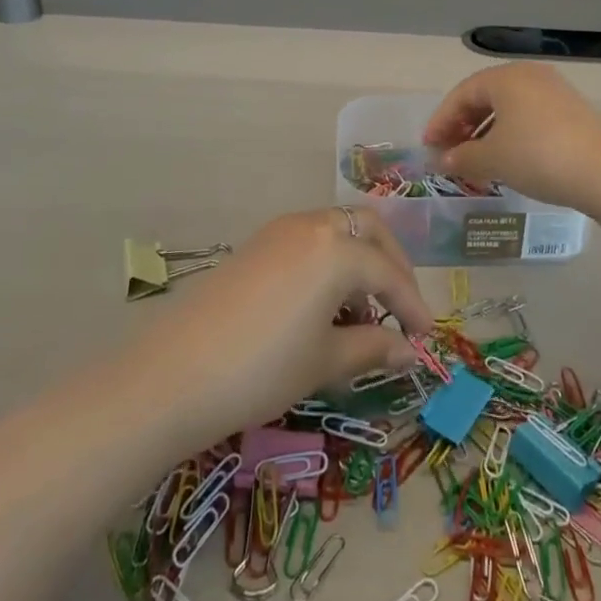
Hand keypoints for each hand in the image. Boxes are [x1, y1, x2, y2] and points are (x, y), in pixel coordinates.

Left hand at [131, 206, 434, 448]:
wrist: (173, 374)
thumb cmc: (262, 369)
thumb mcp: (325, 361)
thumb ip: (373, 347)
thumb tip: (408, 349)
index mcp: (337, 249)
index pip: (389, 272)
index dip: (412, 305)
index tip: (427, 337)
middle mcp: (312, 226)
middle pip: (368, 230)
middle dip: (392, 264)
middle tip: (401, 307)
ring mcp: (280, 231)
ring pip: (337, 231)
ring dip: (360, 262)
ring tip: (361, 314)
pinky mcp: (257, 245)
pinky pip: (309, 240)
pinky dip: (330, 262)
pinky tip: (323, 304)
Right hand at [423, 63, 600, 210]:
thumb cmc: (537, 156)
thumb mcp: (492, 159)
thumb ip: (461, 157)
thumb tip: (442, 160)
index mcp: (505, 77)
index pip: (461, 94)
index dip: (441, 120)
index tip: (428, 146)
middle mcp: (529, 75)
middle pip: (484, 97)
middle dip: (462, 125)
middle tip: (448, 153)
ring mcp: (553, 90)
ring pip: (507, 107)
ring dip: (485, 131)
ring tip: (475, 159)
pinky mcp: (570, 109)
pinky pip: (527, 115)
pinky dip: (509, 133)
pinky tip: (506, 157)